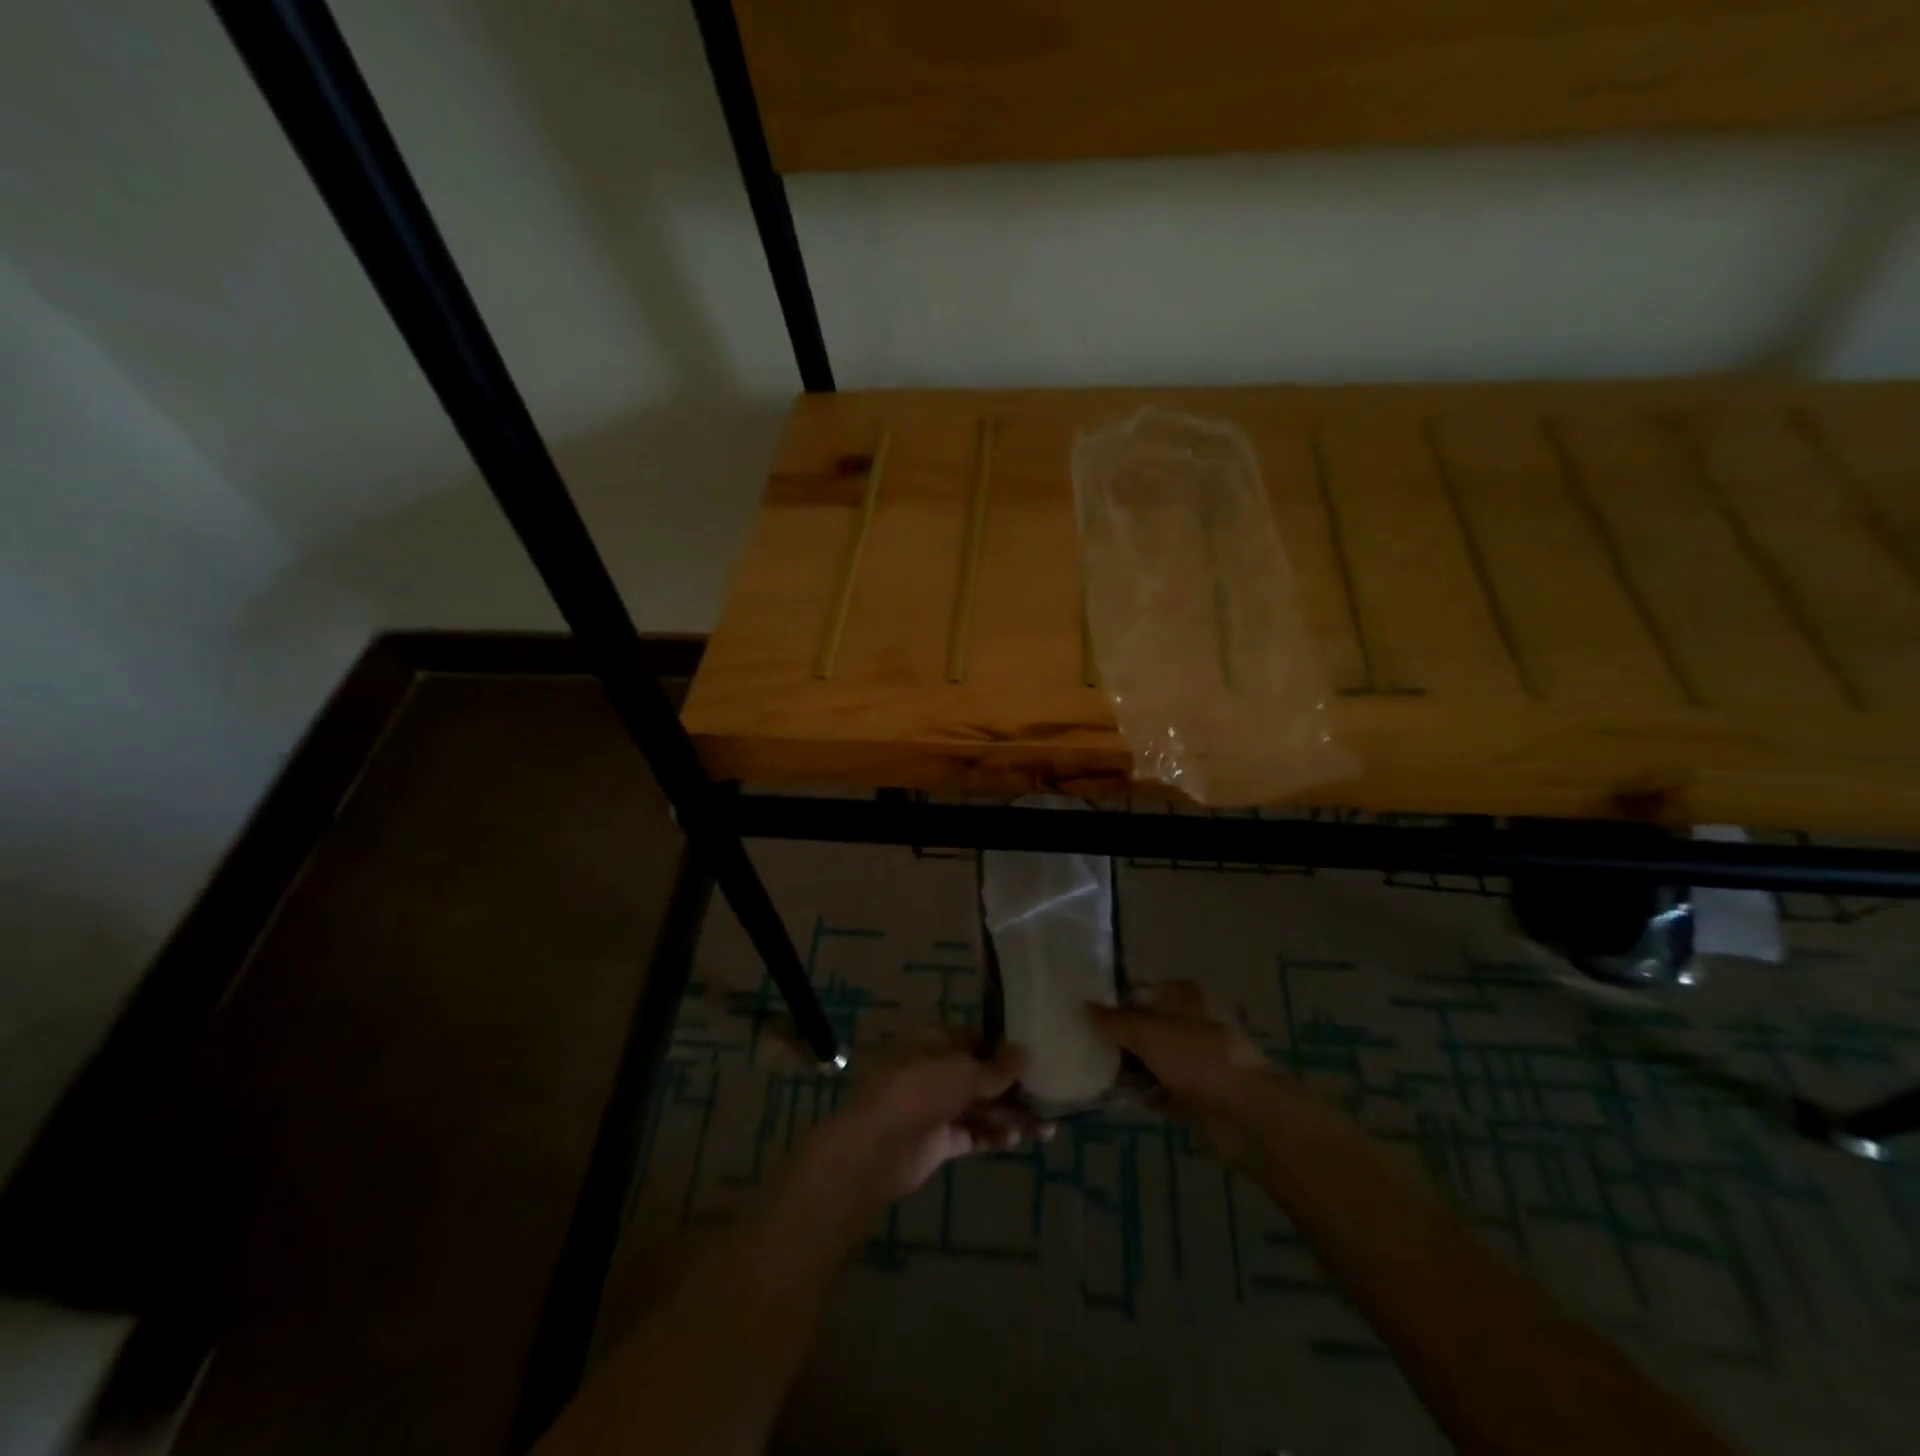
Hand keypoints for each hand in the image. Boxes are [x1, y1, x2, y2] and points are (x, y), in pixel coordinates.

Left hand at [811, 1041, 1053, 1205]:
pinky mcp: (938, 1140)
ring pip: (980, 1107)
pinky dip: (993, 1136)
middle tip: (1048, 1100)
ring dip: (1009, 1116)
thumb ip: (996, 1066)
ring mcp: (935, 1106)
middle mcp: (934, 1071)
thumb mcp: (962, 1071)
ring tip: (1044, 1129)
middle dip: (1013, 1088)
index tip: (1035, 1059)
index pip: (975, 1040)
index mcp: (933, 1042)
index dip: (1003, 1050)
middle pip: (980, 1077)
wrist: (876, 1146)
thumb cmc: (918, 1090)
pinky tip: (1016, 1140)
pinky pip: (972, 1133)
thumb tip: (1025, 1053)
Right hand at [1086, 980, 1269, 1119]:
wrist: (1245, 1115)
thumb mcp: (1148, 1033)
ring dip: (1129, 1064)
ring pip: (1152, 1057)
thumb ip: (1115, 1021)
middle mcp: (1192, 1023)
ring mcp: (1195, 1060)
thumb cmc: (1198, 1059)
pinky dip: (1142, 1090)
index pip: (1145, 989)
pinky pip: (1159, 1087)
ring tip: (1092, 1067)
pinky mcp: (1195, 1093)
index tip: (1089, 1008)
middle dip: (1120, 1034)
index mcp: (1187, 997)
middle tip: (1083, 1039)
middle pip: (1147, 1024)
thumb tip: (1086, 1006)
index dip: (1118, 997)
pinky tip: (1114, 1094)